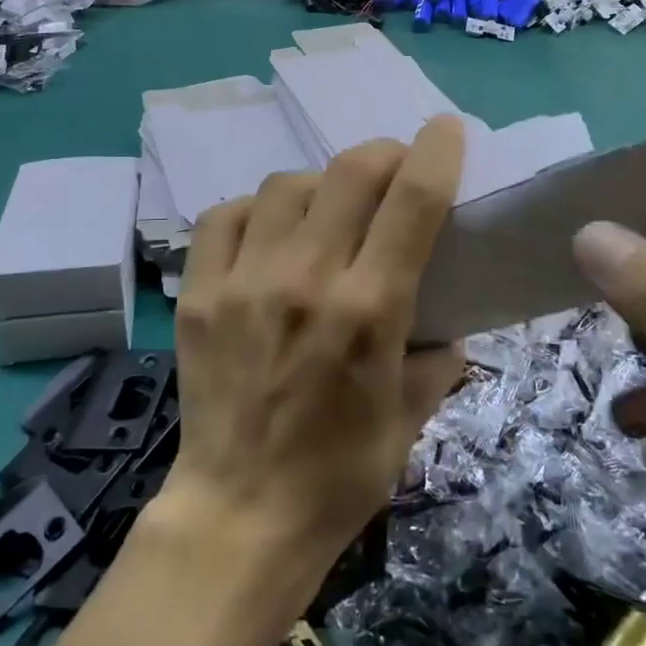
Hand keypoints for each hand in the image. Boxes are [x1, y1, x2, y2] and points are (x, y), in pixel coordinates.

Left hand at [162, 117, 467, 577]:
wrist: (240, 516)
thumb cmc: (339, 476)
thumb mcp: (410, 418)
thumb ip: (436, 358)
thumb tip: (445, 323)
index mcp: (368, 309)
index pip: (412, 201)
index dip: (435, 152)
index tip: (445, 129)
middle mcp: (306, 279)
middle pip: (350, 172)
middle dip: (383, 154)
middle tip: (393, 168)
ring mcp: (244, 281)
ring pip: (286, 184)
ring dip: (320, 184)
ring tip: (327, 208)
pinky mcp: (200, 293)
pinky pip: (225, 215)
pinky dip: (255, 210)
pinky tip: (267, 231)